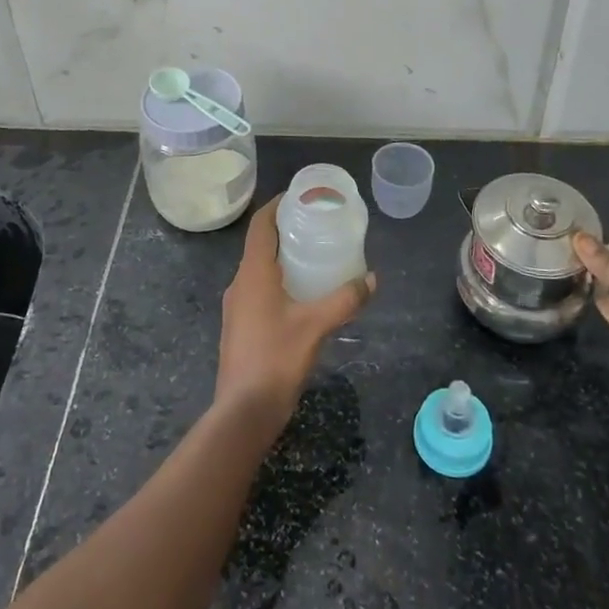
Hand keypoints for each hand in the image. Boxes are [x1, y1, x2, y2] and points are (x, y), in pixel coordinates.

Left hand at [215, 196, 375, 433]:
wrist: (243, 411)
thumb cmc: (276, 359)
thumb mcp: (316, 326)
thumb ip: (345, 300)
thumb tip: (372, 279)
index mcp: (253, 273)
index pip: (260, 225)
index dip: (276, 205)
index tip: (299, 196)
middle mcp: (239, 283)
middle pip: (259, 245)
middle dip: (284, 231)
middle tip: (315, 226)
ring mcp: (236, 307)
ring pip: (258, 270)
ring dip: (281, 259)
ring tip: (313, 257)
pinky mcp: (239, 327)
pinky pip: (258, 290)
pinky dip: (278, 281)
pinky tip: (301, 296)